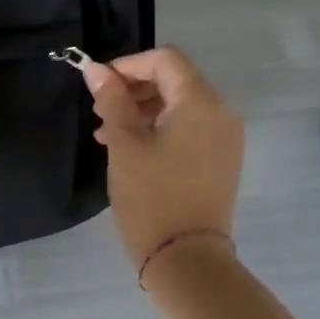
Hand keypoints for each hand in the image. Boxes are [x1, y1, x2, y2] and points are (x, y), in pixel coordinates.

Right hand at [82, 47, 244, 266]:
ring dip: (142, 109)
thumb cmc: (151, 195)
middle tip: (99, 110)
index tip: (99, 85)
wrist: (186, 259)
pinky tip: (130, 148)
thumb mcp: (123, 142)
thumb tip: (95, 68)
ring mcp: (224, 138)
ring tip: (107, 134)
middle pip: (174, 79)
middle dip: (133, 88)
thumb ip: (110, 99)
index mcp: (201, 102)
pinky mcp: (220, 160)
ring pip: (179, 104)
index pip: (165, 59)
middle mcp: (221, 113)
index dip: (128, 64)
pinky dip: (159, 128)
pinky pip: (188, 127)